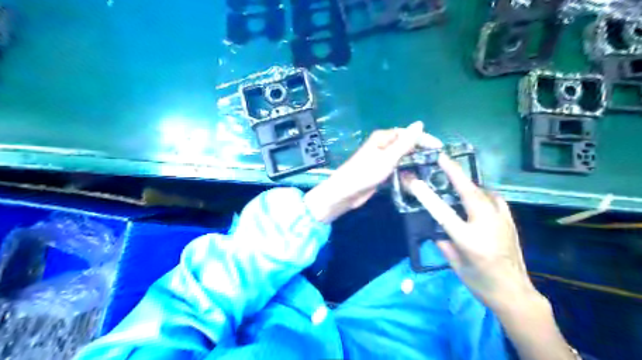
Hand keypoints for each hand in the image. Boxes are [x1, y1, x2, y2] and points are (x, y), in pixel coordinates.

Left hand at [304, 123, 436, 223]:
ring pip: (402, 157)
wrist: (346, 192)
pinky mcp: (380, 171)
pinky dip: (406, 171)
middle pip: (406, 144)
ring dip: (414, 162)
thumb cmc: (366, 173)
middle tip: (437, 161)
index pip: (408, 133)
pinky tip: (416, 177)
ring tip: (431, 169)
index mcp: (383, 138)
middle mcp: (383, 145)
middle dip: (421, 151)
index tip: (439, 148)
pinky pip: (397, 167)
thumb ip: (405, 142)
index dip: (424, 139)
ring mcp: (381, 159)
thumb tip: (420, 123)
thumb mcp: (388, 157)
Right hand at [405, 156, 539, 310]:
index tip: (415, 181)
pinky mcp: (510, 220)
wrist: (515, 292)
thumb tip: (434, 226)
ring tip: (453, 174)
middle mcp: (486, 225)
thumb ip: (442, 242)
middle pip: (468, 191)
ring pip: (482, 191)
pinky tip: (475, 193)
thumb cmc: (480, 282)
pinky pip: (493, 198)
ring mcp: (501, 220)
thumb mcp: (455, 265)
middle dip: (453, 171)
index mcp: (469, 240)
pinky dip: (481, 191)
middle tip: (441, 157)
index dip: (427, 196)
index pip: (443, 212)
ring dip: (466, 181)